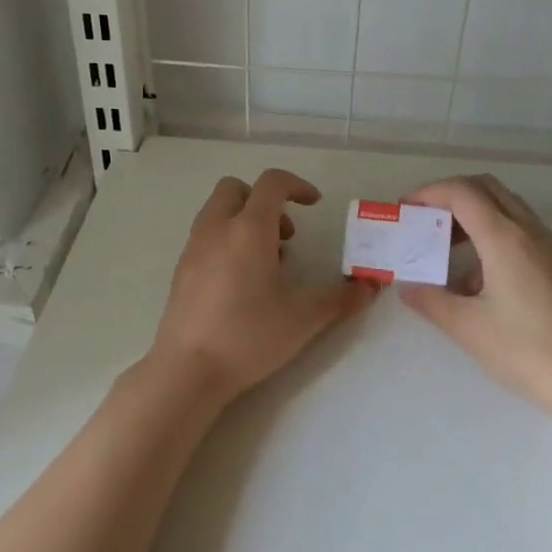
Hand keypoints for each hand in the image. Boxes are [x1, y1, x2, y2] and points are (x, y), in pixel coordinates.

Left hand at [149, 169, 375, 403]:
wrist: (188, 369)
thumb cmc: (249, 336)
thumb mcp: (304, 317)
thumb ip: (340, 298)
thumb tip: (369, 287)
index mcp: (248, 229)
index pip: (271, 182)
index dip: (297, 185)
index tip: (314, 204)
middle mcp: (216, 228)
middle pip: (236, 188)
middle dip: (264, 201)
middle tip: (285, 237)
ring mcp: (193, 247)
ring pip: (217, 211)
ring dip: (244, 221)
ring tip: (266, 263)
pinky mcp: (181, 269)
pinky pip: (206, 236)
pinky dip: (226, 240)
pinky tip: (241, 283)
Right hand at [398, 174, 551, 424]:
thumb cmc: (528, 351)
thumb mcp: (468, 327)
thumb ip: (431, 300)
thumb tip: (407, 286)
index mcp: (505, 238)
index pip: (462, 192)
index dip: (429, 192)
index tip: (406, 210)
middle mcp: (531, 232)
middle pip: (488, 188)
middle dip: (451, 195)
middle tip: (426, 220)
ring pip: (508, 208)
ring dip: (474, 214)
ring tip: (447, 250)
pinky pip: (522, 232)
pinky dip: (494, 235)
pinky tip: (480, 280)